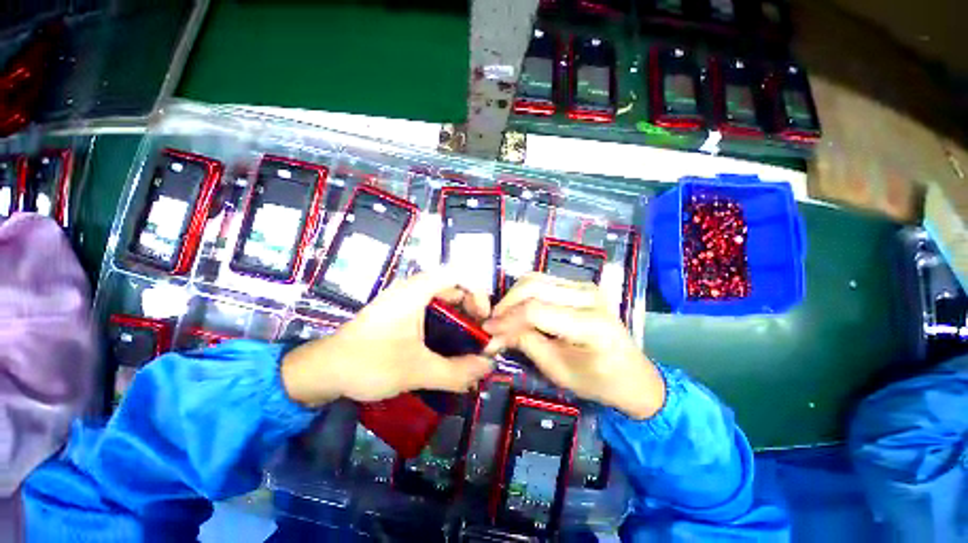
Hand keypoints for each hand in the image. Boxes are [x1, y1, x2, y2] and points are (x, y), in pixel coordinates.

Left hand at [282, 270, 493, 406]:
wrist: (324, 370)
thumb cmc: (368, 363)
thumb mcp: (416, 371)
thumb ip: (456, 371)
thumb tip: (489, 367)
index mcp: (416, 291)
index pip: (458, 274)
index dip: (478, 292)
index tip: (483, 318)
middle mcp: (413, 289)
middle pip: (454, 287)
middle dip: (472, 309)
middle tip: (479, 335)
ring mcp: (406, 300)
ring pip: (444, 300)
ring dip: (460, 318)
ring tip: (468, 343)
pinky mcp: (402, 313)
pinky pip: (433, 310)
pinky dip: (447, 323)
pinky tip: (448, 345)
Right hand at [483, 273, 664, 419]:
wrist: (633, 375)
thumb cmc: (598, 381)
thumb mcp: (558, 371)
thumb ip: (525, 344)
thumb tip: (494, 333)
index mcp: (590, 324)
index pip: (536, 311)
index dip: (506, 319)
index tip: (487, 331)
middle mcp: (589, 296)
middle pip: (534, 287)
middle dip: (506, 304)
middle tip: (492, 323)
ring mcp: (586, 286)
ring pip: (536, 279)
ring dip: (514, 296)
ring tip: (503, 316)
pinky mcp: (581, 285)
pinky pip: (544, 282)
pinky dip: (526, 293)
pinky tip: (519, 309)